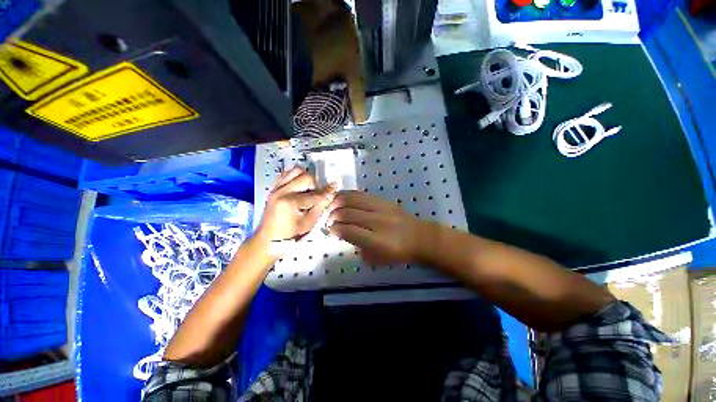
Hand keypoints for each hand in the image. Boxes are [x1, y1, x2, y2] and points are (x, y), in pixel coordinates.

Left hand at [257, 167, 336, 244]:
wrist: (268, 240)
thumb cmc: (290, 235)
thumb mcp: (309, 223)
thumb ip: (320, 206)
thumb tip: (330, 193)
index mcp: (290, 203)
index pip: (315, 193)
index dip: (327, 191)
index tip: (335, 187)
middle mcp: (282, 191)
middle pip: (305, 176)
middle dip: (316, 184)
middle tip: (318, 194)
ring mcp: (276, 188)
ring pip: (295, 171)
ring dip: (306, 178)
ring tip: (309, 189)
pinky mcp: (273, 188)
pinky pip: (287, 174)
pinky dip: (296, 177)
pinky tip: (300, 187)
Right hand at [327, 191, 425, 264]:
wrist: (419, 237)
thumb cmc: (398, 253)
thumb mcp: (377, 259)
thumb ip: (358, 247)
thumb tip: (343, 233)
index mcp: (377, 241)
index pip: (349, 231)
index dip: (335, 229)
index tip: (330, 230)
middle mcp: (378, 222)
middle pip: (348, 213)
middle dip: (333, 216)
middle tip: (328, 221)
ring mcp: (381, 208)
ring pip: (352, 199)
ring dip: (337, 202)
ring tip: (331, 207)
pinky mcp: (383, 200)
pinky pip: (361, 194)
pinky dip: (348, 195)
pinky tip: (342, 199)